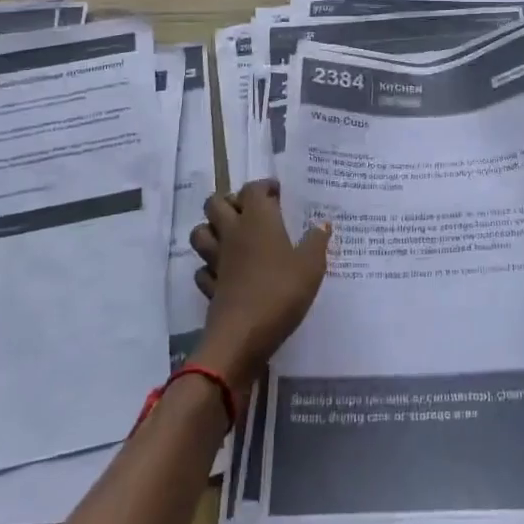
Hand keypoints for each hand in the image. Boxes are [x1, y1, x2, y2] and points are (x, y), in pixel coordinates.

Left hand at [188, 181, 329, 391]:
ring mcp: (217, 259)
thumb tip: (322, 223)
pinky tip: (226, 273)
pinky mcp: (209, 286)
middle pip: (215, 202)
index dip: (264, 186)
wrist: (242, 337)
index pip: (253, 188)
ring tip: (233, 237)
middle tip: (252, 212)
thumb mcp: (311, 266)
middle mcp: (232, 232)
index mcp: (257, 219)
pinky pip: (203, 269)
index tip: (279, 194)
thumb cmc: (280, 292)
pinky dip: (210, 267)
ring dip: (212, 230)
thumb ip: (317, 241)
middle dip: (230, 202)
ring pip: (201, 232)